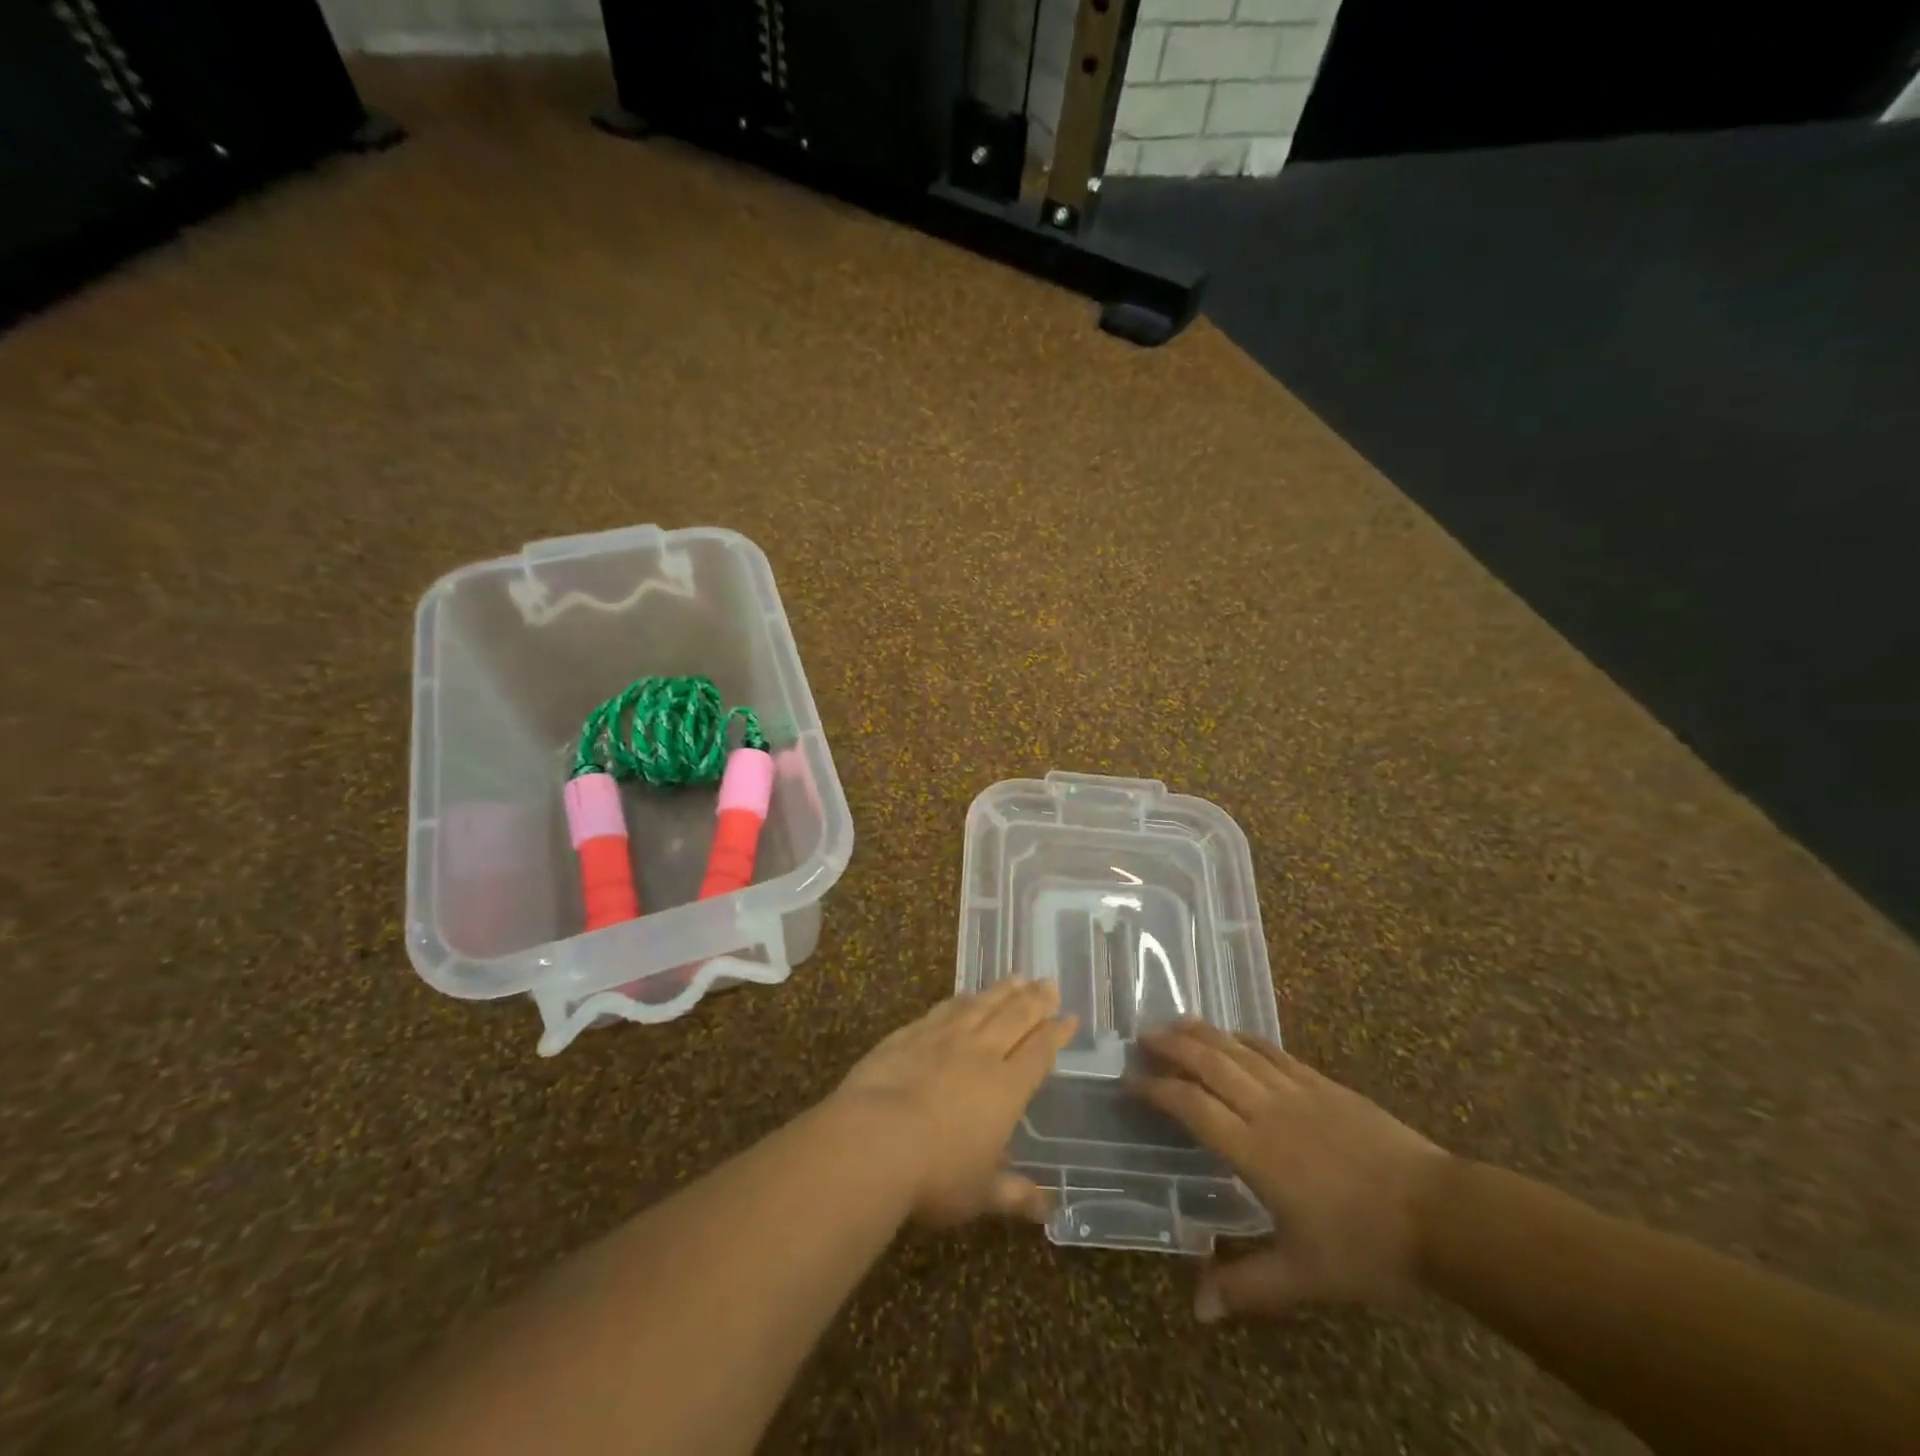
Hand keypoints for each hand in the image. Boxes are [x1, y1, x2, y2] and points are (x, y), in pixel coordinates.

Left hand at [829, 979, 1078, 1226]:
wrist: (874, 1139)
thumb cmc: (935, 1174)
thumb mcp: (980, 1193)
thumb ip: (1014, 1194)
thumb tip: (1048, 1209)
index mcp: (1006, 1088)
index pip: (1039, 1052)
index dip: (1056, 1034)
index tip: (1070, 1018)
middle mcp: (980, 1053)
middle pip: (1015, 1017)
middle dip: (1036, 1000)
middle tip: (1049, 983)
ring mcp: (943, 1038)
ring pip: (982, 1005)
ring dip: (1003, 991)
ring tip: (1018, 977)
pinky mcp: (910, 1033)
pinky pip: (944, 1009)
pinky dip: (961, 999)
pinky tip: (966, 995)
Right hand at [1131, 1021, 1449, 1318]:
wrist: (1441, 1213)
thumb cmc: (1367, 1247)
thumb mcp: (1304, 1277)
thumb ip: (1248, 1286)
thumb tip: (1197, 1309)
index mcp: (1254, 1150)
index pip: (1191, 1106)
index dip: (1156, 1089)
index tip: (1129, 1080)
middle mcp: (1267, 1109)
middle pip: (1209, 1063)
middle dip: (1172, 1046)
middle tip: (1142, 1036)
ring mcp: (1297, 1090)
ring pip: (1238, 1049)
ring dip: (1203, 1033)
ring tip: (1175, 1023)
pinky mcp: (1323, 1084)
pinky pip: (1274, 1052)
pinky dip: (1246, 1039)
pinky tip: (1235, 1036)